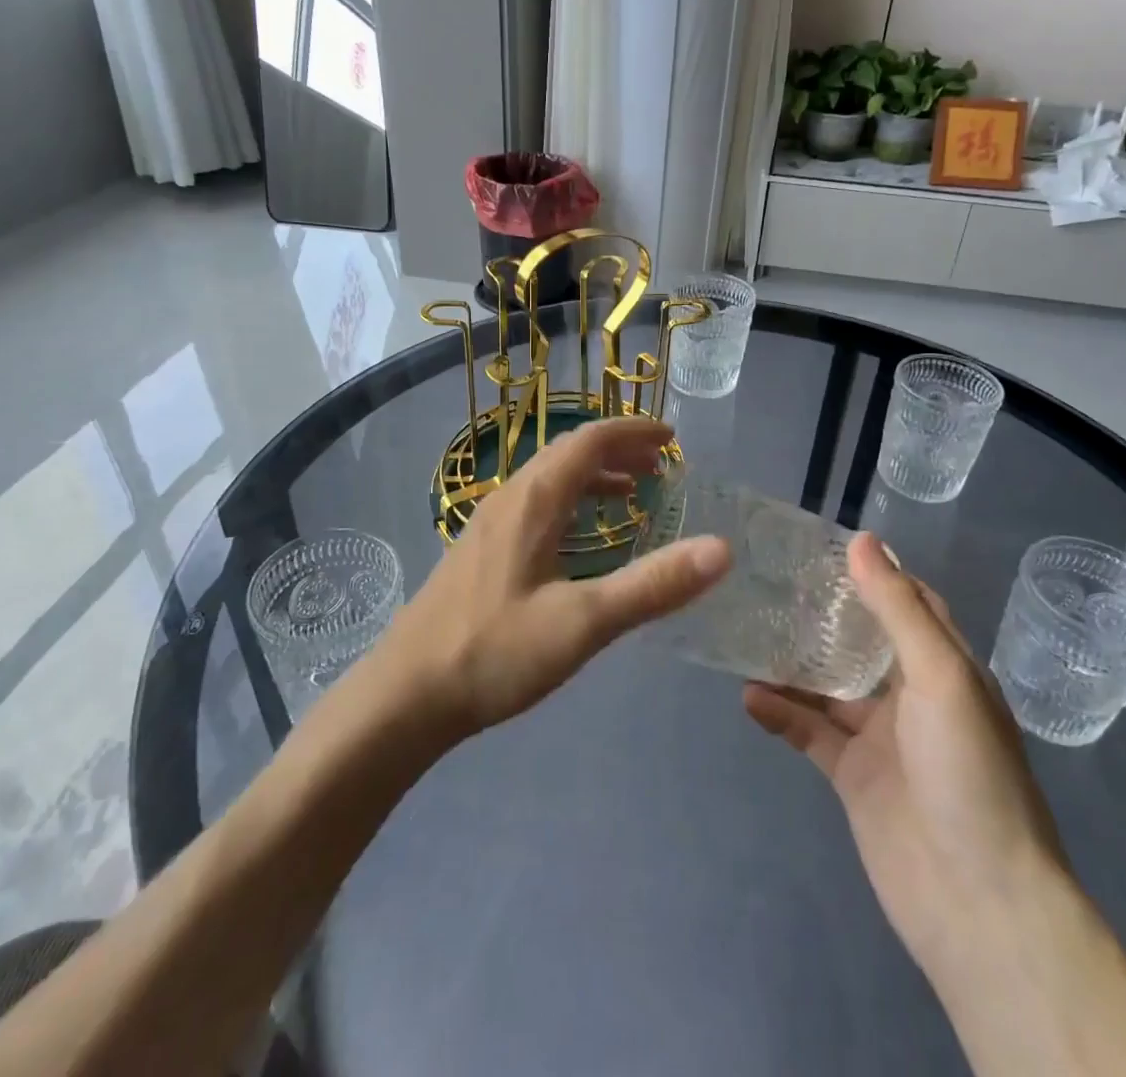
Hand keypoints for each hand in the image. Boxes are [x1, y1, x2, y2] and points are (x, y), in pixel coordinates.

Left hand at [374, 416, 730, 738]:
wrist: (405, 694)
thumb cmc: (494, 652)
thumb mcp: (583, 622)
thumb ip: (652, 586)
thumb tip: (720, 549)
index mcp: (534, 499)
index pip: (589, 440)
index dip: (633, 432)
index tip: (672, 437)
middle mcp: (510, 498)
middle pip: (568, 453)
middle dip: (617, 450)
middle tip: (661, 465)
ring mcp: (489, 523)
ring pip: (550, 479)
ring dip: (593, 475)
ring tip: (632, 492)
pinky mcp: (480, 550)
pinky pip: (535, 504)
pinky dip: (571, 502)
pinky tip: (579, 539)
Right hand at [743, 533, 1067, 977]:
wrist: (978, 904)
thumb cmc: (969, 774)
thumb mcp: (940, 677)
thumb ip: (898, 609)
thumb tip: (862, 540)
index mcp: (946, 667)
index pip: (909, 602)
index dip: (872, 571)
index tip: (822, 544)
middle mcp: (913, 696)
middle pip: (861, 640)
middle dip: (822, 613)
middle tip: (768, 580)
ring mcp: (881, 738)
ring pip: (828, 684)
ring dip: (792, 662)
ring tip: (745, 630)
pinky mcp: (852, 776)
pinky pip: (809, 732)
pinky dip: (781, 713)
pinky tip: (748, 696)